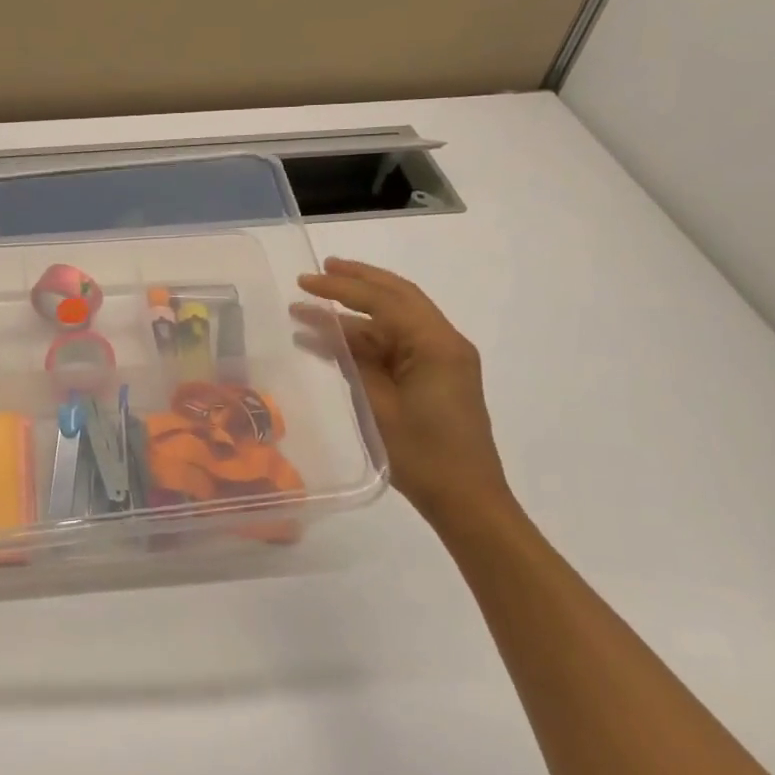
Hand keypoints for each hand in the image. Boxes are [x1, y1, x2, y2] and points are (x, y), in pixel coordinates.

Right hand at [295, 258, 513, 526]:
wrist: (468, 503)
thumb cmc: (424, 457)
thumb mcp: (379, 407)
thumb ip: (354, 362)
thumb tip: (329, 330)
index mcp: (436, 345)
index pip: (385, 301)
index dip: (342, 287)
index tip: (306, 281)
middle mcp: (444, 343)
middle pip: (396, 298)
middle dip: (356, 282)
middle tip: (319, 271)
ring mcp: (441, 360)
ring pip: (392, 323)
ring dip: (353, 316)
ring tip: (309, 308)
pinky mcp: (434, 378)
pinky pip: (395, 347)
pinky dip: (363, 342)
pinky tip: (329, 343)